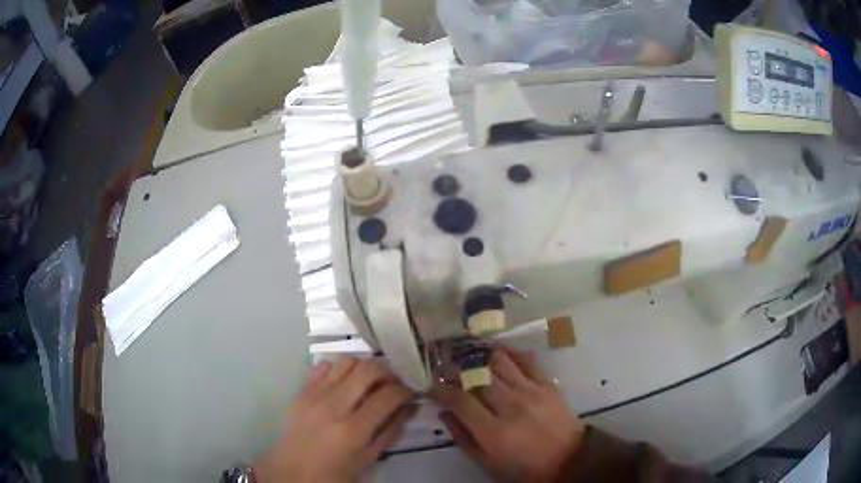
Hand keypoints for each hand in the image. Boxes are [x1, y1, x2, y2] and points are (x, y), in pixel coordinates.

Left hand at [254, 357, 416, 481]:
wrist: (293, 470)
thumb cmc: (335, 471)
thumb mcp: (368, 458)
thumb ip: (390, 431)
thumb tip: (409, 407)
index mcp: (353, 429)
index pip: (388, 396)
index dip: (405, 390)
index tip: (410, 393)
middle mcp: (334, 406)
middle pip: (369, 369)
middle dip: (388, 372)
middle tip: (392, 383)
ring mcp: (315, 395)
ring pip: (347, 361)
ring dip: (364, 367)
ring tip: (369, 381)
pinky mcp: (302, 390)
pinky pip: (324, 366)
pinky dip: (339, 369)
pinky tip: (344, 384)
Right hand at [431, 346, 583, 481]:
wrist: (568, 459)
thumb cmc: (523, 467)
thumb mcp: (487, 463)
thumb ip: (462, 437)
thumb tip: (444, 412)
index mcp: (492, 431)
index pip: (459, 400)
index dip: (441, 389)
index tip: (432, 386)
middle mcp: (509, 406)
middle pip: (476, 376)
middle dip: (455, 368)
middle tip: (444, 366)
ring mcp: (530, 391)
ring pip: (498, 362)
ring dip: (479, 356)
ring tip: (468, 356)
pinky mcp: (547, 384)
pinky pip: (526, 359)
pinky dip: (509, 351)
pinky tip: (497, 350)